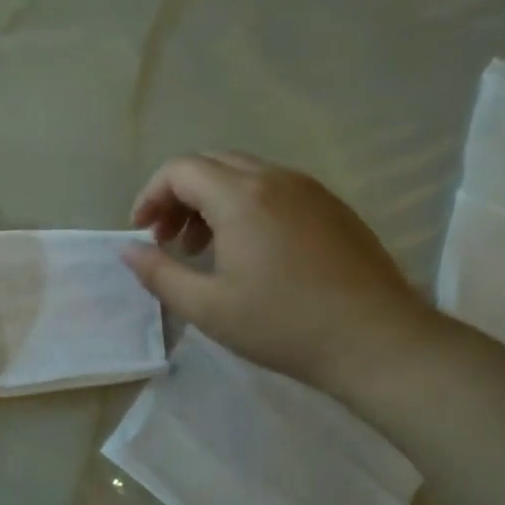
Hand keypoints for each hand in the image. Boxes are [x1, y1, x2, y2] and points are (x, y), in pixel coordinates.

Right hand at [123, 152, 441, 397]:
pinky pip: (275, 188)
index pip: (179, 169)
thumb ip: (158, 273)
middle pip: (210, 164)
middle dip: (178, 196)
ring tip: (204, 249)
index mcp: (240, 196)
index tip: (142, 232)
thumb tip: (127, 250)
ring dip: (211, 201)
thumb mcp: (207, 307)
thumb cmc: (283, 324)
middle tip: (168, 240)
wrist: (378, 340)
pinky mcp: (332, 207)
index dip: (150, 195)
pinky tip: (250, 251)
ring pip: (244, 174)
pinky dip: (245, 206)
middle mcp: (275, 178)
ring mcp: (309, 189)